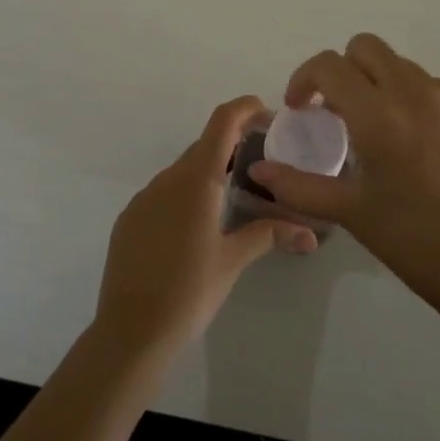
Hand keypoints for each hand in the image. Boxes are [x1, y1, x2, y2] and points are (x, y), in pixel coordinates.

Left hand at [92, 96, 317, 369]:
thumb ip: (268, 234)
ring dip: (208, 173)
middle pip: (204, 146)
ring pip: (182, 171)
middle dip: (232, 146)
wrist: (130, 333)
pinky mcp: (130, 218)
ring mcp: (144, 198)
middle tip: (260, 164)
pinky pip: (163, 193)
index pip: (222, 123)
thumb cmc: (189, 292)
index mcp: (196, 180)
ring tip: (232, 199)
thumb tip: (309, 232)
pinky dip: (184, 195)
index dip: (244, 108)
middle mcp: (167, 179)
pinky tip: (195, 228)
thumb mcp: (233, 260)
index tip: (266, 112)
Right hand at [249, 34, 439, 312]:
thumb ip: (298, 185)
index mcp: (378, 115)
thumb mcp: (350, 212)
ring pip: (402, 66)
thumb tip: (258, 170)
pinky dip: (416, 101)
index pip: (329, 64)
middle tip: (338, 110)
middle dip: (343, 70)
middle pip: (366, 47)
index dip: (305, 79)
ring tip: (382, 130)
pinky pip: (436, 87)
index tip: (302, 109)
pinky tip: (421, 144)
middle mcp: (414, 93)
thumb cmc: (413, 241)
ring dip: (380, 84)